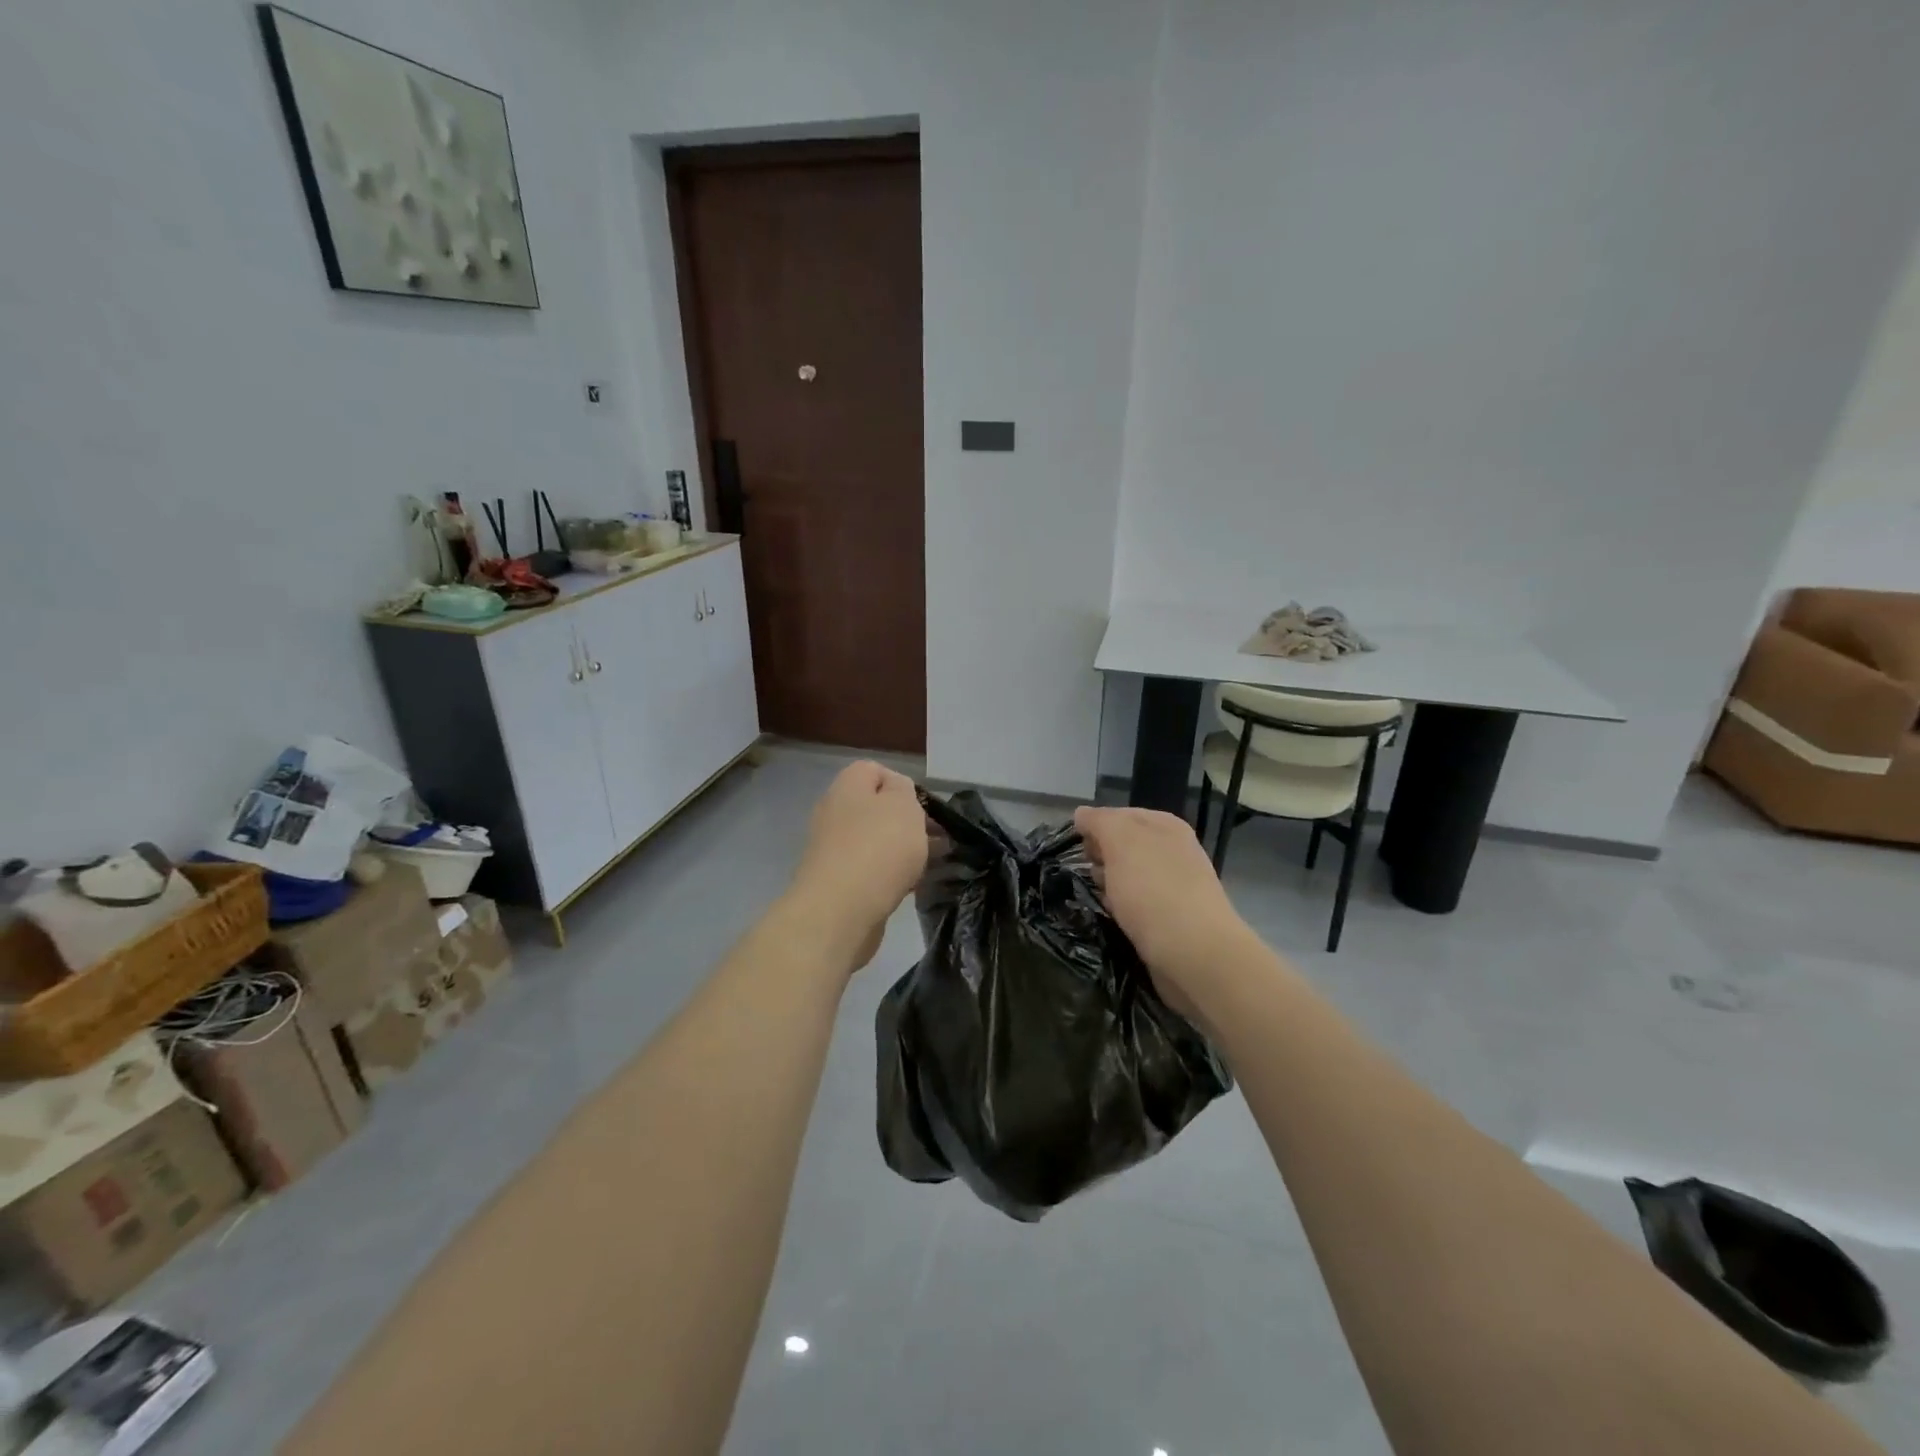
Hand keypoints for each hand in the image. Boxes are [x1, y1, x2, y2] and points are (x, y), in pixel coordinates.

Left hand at [789, 762, 929, 968]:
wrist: (840, 912)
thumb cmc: (878, 848)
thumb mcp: (903, 805)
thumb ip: (904, 790)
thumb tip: (896, 792)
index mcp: (847, 786)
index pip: (874, 770)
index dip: (903, 784)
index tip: (925, 806)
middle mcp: (834, 812)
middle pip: (876, 808)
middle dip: (908, 821)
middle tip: (937, 838)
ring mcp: (833, 849)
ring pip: (876, 840)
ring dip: (903, 850)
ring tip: (932, 864)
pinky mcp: (837, 882)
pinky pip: (870, 869)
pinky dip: (890, 874)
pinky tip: (912, 886)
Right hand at [1074, 806, 1252, 1011]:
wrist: (1194, 954)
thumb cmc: (1153, 890)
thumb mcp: (1121, 841)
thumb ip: (1100, 822)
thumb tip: (1082, 814)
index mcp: (1165, 825)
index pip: (1119, 815)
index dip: (1095, 828)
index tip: (1082, 849)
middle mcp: (1173, 850)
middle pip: (1123, 846)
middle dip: (1102, 858)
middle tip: (1094, 874)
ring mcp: (1175, 885)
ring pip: (1128, 876)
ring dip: (1110, 886)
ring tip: (1103, 899)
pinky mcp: (1172, 917)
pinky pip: (1137, 904)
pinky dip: (1124, 909)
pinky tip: (1118, 919)